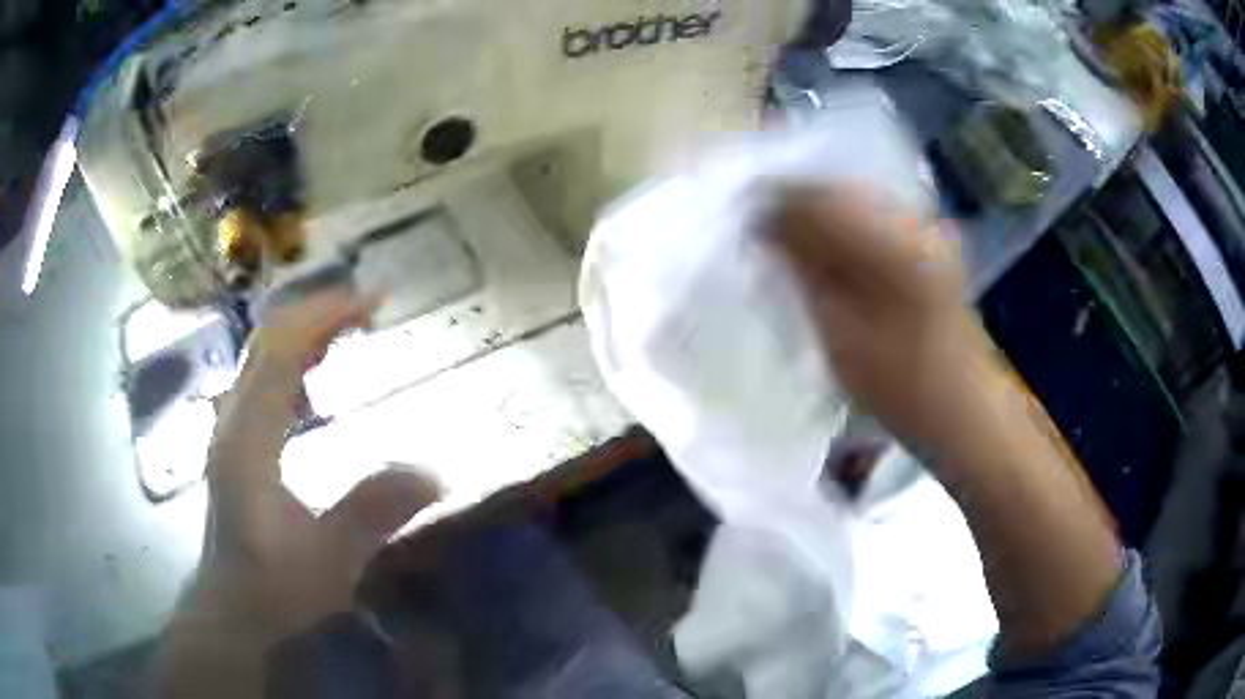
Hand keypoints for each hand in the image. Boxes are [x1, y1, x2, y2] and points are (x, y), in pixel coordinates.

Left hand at [161, 289, 438, 696]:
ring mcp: (231, 428)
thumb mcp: (329, 561)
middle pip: (267, 338)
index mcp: (249, 437)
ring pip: (262, 354)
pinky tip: (318, 372)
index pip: (280, 349)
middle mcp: (234, 419)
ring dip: (306, 329)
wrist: (233, 609)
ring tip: (351, 327)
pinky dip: (294, 357)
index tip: (375, 300)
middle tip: (370, 306)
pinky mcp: (237, 440)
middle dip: (318, 311)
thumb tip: (434, 473)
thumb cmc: (274, 589)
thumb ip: (372, 514)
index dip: (325, 314)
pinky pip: (263, 377)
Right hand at [777, 187, 1126, 660]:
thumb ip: (803, 270)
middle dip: (797, 208)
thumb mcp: (841, 334)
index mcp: (891, 242)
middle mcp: (913, 221)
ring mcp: (927, 232)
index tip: (745, 226)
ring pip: (856, 203)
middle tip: (764, 239)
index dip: (776, 203)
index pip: (818, 196)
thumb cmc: (902, 388)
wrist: (967, 415)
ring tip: (793, 249)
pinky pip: (876, 221)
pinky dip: (846, 231)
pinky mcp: (932, 247)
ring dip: (821, 219)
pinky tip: (832, 257)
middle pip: (838, 190)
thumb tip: (766, 224)